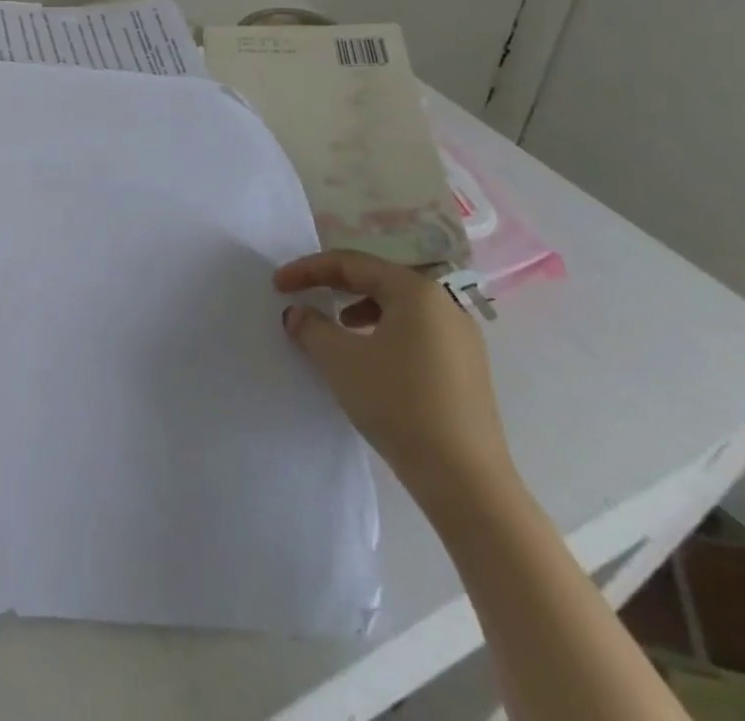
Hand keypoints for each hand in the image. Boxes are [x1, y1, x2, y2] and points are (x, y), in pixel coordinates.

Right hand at [275, 250, 516, 507]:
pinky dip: (384, 331)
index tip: (278, 284)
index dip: (308, 269)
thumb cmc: (398, 403)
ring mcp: (461, 337)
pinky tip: (370, 357)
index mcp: (415, 291)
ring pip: (398, 306)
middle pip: (377, 279)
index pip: (351, 264)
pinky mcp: (467, 368)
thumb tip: (297, 313)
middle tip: (303, 295)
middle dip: (334, 285)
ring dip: (359, 308)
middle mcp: (444, 304)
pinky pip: (416, 331)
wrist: (465, 480)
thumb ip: (311, 326)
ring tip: (336, 325)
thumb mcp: (340, 359)